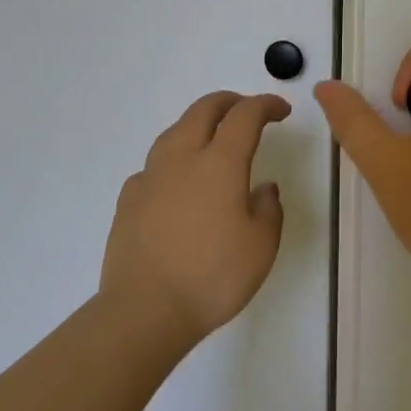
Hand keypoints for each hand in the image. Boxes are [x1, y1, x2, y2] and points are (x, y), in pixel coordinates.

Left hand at [99, 91, 291, 344]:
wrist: (144, 309)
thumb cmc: (212, 277)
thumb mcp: (261, 247)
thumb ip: (268, 209)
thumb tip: (263, 188)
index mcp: (219, 163)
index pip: (245, 116)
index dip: (265, 105)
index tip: (281, 110)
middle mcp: (182, 158)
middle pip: (203, 109)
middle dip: (230, 102)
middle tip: (248, 110)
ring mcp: (150, 176)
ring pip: (174, 130)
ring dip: (198, 123)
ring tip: (213, 138)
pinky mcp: (129, 198)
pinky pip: (155, 163)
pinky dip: (174, 159)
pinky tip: (178, 180)